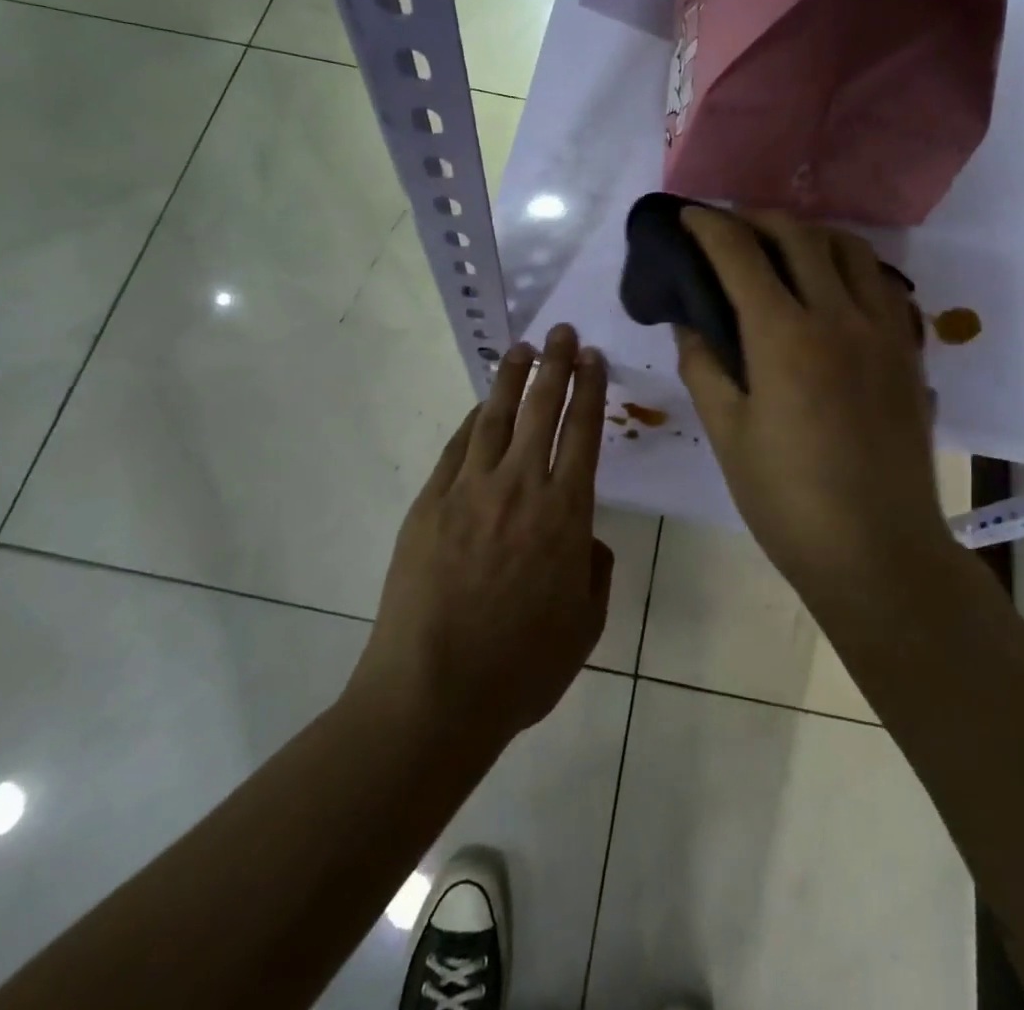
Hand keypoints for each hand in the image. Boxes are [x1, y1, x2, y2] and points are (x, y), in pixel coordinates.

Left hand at [351, 325, 613, 752]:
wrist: (436, 692)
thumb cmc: (522, 667)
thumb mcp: (585, 625)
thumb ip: (593, 571)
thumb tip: (584, 540)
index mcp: (566, 514)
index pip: (584, 433)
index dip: (590, 390)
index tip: (593, 357)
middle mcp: (521, 487)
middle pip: (543, 410)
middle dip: (556, 365)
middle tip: (562, 332)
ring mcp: (471, 491)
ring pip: (497, 418)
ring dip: (511, 378)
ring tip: (521, 348)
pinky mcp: (431, 503)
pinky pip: (458, 448)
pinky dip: (474, 421)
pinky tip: (482, 407)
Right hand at [676, 208, 944, 589]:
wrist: (878, 550)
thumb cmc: (787, 500)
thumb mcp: (728, 434)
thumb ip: (704, 366)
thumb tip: (690, 322)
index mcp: (784, 336)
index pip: (740, 255)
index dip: (709, 227)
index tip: (688, 216)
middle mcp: (839, 317)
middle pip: (799, 235)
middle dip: (757, 218)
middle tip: (730, 227)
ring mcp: (882, 331)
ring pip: (851, 249)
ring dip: (810, 233)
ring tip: (783, 246)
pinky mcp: (908, 352)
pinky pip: (882, 283)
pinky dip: (851, 266)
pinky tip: (834, 287)